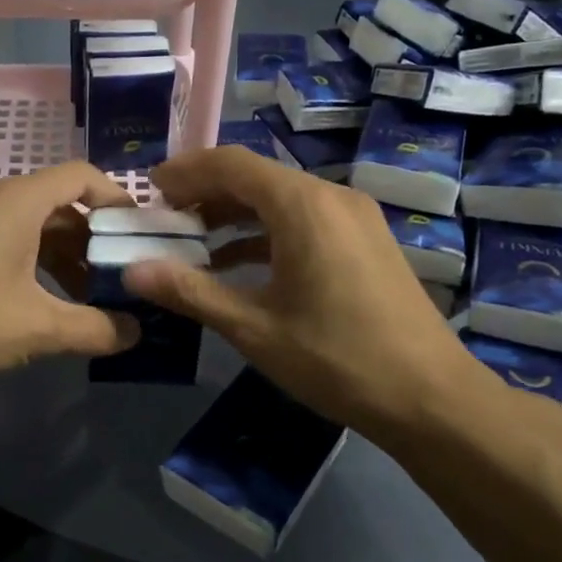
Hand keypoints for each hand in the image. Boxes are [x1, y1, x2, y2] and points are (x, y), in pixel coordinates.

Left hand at [0, 162, 140, 385]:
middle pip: (59, 204)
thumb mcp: (36, 326)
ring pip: (32, 226)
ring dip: (64, 256)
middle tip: (120, 273)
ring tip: (88, 296)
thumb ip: (94, 329)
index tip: (137, 232)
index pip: (81, 176)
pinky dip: (34, 264)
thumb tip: (136, 333)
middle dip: (94, 238)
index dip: (116, 198)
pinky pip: (7, 241)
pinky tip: (43, 303)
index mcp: (18, 202)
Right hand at [122, 147, 488, 440]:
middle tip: (164, 219)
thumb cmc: (335, 358)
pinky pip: (305, 221)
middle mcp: (332, 197)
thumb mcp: (253, 328)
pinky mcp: (366, 242)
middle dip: (206, 193)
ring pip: (281, 200)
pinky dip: (266, 234)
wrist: (429, 397)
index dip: (185, 171)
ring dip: (234, 215)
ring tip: (192, 243)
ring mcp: (355, 218)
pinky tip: (239, 265)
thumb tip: (132, 271)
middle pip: (257, 177)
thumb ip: (190, 292)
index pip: (231, 164)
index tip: (149, 189)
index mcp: (303, 206)